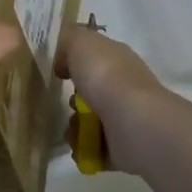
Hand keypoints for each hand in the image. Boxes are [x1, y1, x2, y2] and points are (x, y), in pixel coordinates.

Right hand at [55, 24, 176, 172]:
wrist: (132, 123)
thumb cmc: (105, 76)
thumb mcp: (81, 43)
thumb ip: (68, 42)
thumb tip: (64, 62)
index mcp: (117, 59)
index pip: (96, 58)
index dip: (76, 62)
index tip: (59, 71)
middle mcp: (124, 87)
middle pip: (91, 92)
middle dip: (73, 100)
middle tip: (69, 102)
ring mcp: (125, 118)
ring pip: (90, 122)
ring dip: (74, 127)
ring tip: (73, 129)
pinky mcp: (123, 148)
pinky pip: (94, 148)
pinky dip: (82, 149)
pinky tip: (80, 145)